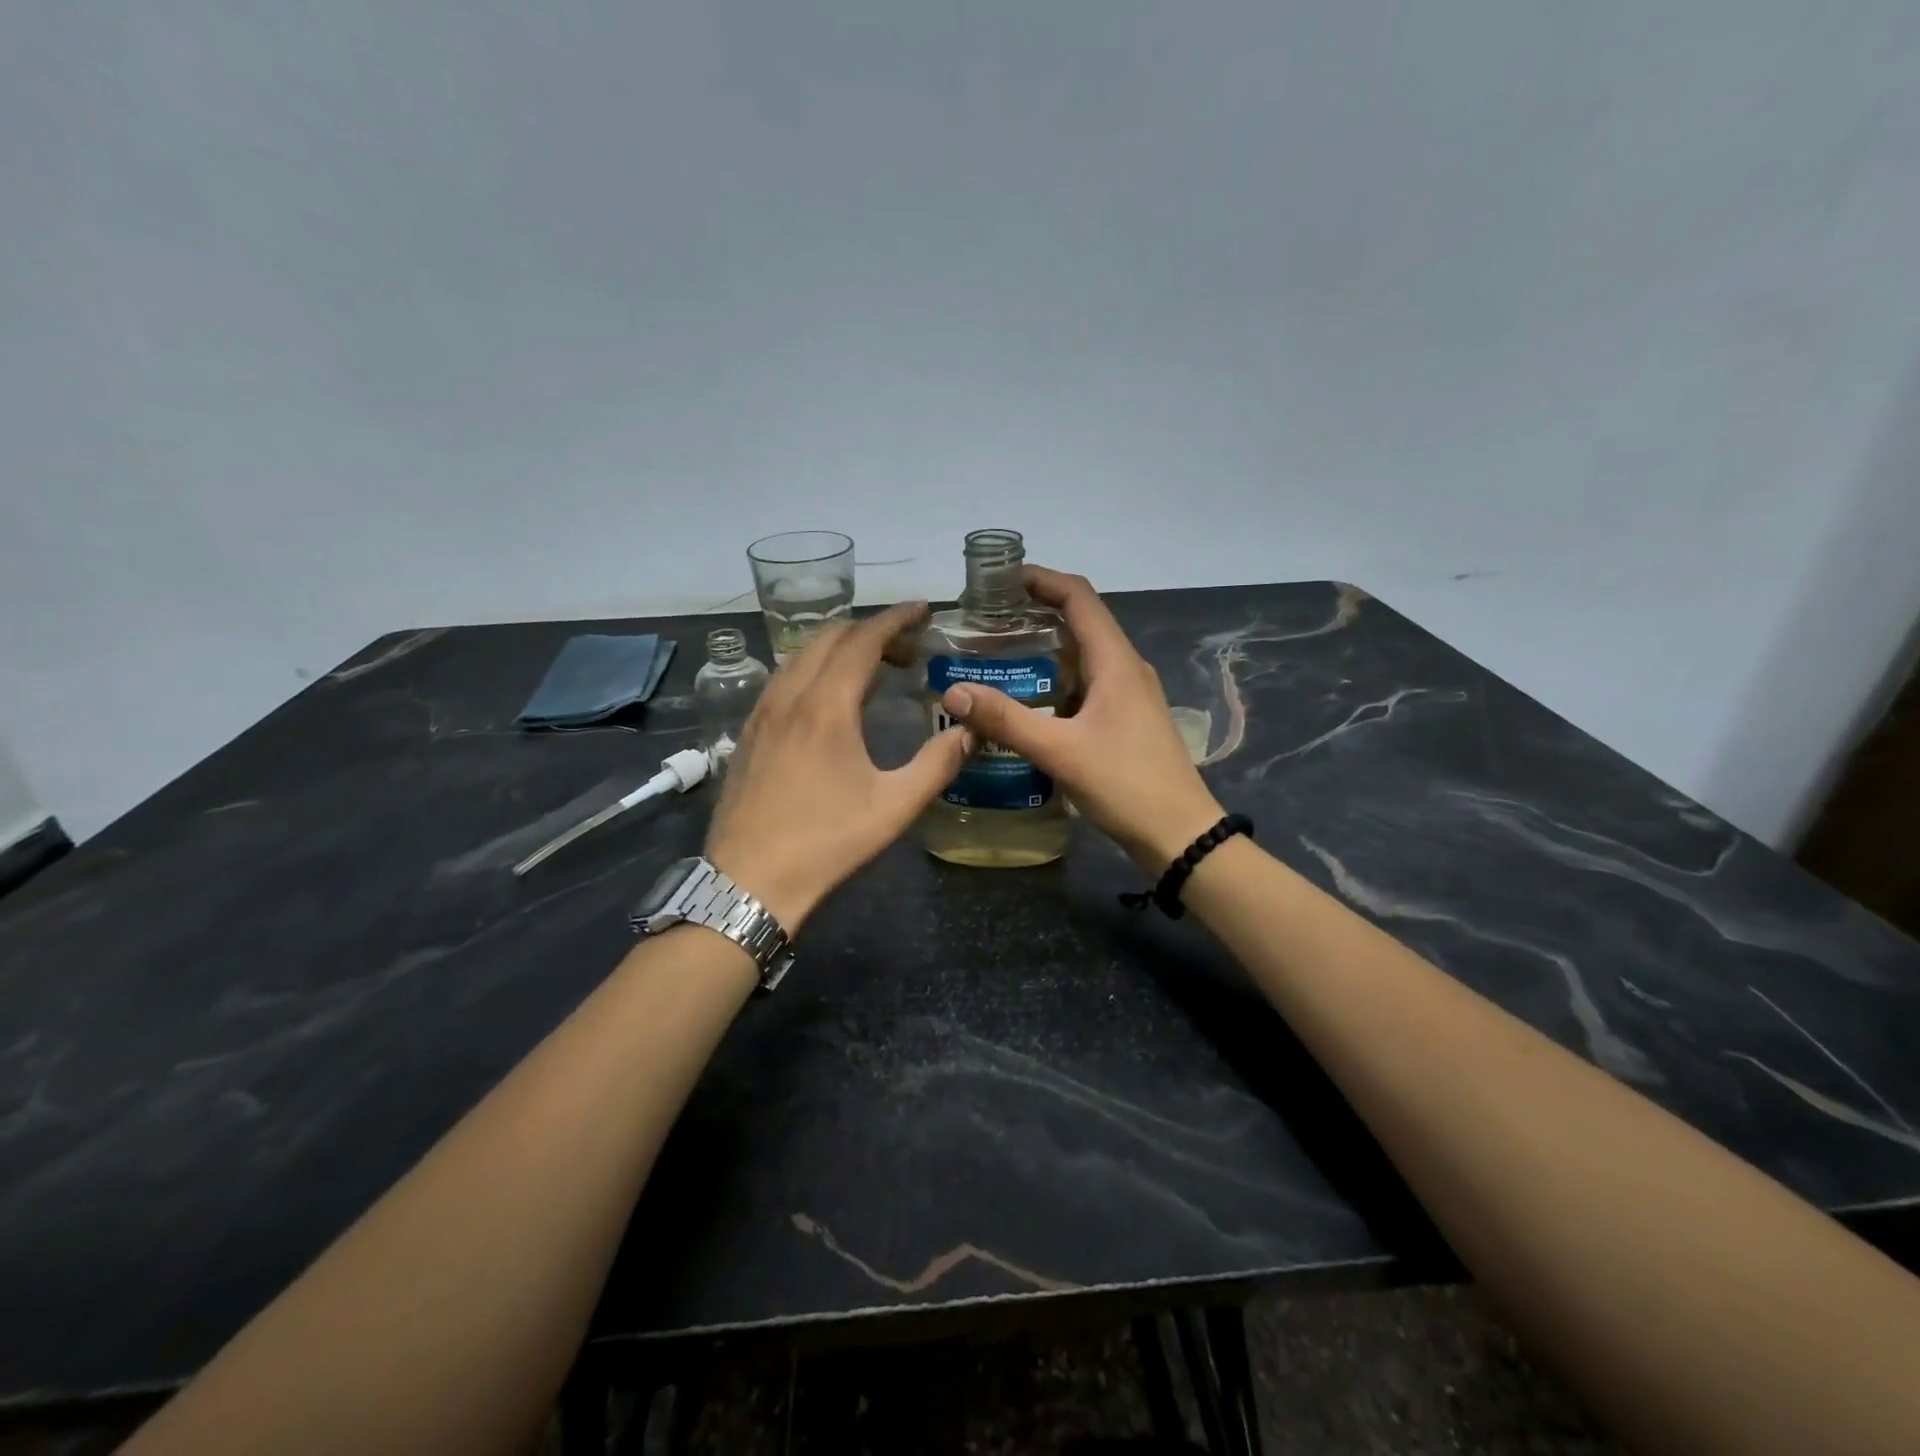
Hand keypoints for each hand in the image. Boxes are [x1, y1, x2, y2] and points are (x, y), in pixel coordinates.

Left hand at [704, 601, 970, 933]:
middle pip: (829, 638)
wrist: (749, 882)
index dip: (896, 619)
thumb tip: (970, 731)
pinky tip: (829, 699)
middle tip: (908, 650)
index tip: (924, 610)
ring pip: (801, 656)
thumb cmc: (826, 843)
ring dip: (840, 649)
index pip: (863, 640)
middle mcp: (790, 697)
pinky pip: (783, 679)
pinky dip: (813, 669)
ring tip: (873, 670)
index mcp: (826, 706)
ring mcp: (762, 713)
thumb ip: (938, 764)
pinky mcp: (749, 733)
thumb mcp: (895, 806)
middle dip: (871, 631)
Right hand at [936, 567, 1224, 872]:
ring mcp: (1129, 694)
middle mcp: (1125, 667)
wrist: (1180, 834)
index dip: (1041, 579)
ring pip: (1082, 656)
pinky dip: (1055, 682)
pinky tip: (1027, 702)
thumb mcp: (1060, 751)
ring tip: (998, 657)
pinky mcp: (1126, 719)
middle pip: (1080, 621)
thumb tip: (954, 692)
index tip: (1000, 580)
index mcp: (1115, 661)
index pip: (1078, 596)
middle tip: (987, 622)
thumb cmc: (1126, 784)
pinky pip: (1086, 685)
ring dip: (1044, 650)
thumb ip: (1006, 720)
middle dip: (1035, 613)